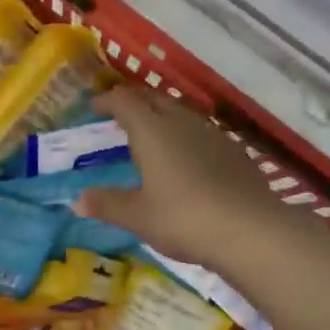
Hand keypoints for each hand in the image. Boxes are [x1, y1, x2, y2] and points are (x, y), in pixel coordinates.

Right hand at [75, 89, 290, 269]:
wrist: (250, 230)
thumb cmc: (183, 219)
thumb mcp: (138, 217)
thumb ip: (108, 204)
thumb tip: (79, 200)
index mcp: (152, 131)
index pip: (125, 101)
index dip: (107, 101)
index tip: (95, 108)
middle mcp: (182, 122)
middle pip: (155, 99)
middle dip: (135, 103)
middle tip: (121, 117)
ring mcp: (213, 134)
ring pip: (182, 114)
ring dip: (163, 118)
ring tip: (153, 138)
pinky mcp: (235, 151)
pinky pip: (203, 133)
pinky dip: (187, 138)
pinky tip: (189, 160)